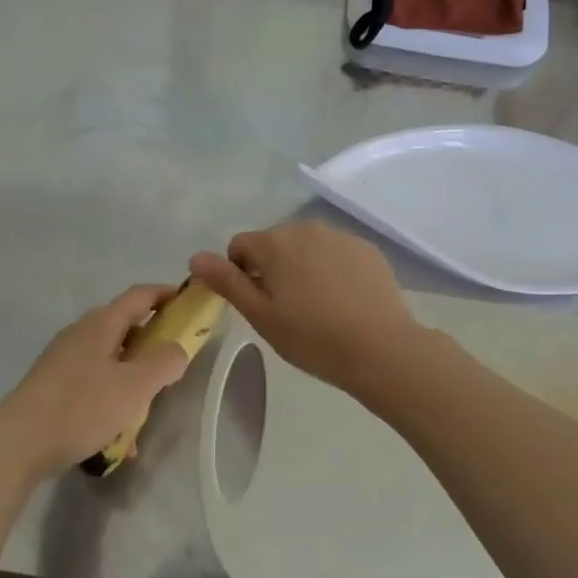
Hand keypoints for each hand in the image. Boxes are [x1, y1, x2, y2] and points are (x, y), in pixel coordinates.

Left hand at [0, 285, 191, 480]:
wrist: (17, 445)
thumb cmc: (81, 407)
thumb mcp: (134, 386)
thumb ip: (164, 362)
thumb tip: (176, 348)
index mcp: (101, 323)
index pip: (140, 295)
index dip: (167, 294)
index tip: (190, 303)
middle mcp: (80, 334)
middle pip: (125, 327)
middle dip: (153, 342)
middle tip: (175, 363)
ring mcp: (63, 360)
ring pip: (110, 360)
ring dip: (133, 378)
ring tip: (149, 408)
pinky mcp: (52, 388)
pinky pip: (93, 386)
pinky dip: (111, 402)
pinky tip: (119, 439)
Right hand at [190, 223, 420, 392]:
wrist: (381, 348)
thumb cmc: (312, 337)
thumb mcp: (261, 315)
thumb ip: (227, 282)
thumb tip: (195, 257)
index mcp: (275, 243)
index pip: (240, 246)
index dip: (239, 273)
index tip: (257, 304)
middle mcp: (306, 228)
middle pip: (274, 243)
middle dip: (272, 268)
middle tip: (286, 309)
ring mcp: (340, 236)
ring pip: (306, 247)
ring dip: (302, 266)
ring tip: (317, 306)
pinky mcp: (367, 249)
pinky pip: (336, 252)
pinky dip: (332, 269)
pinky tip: (344, 300)